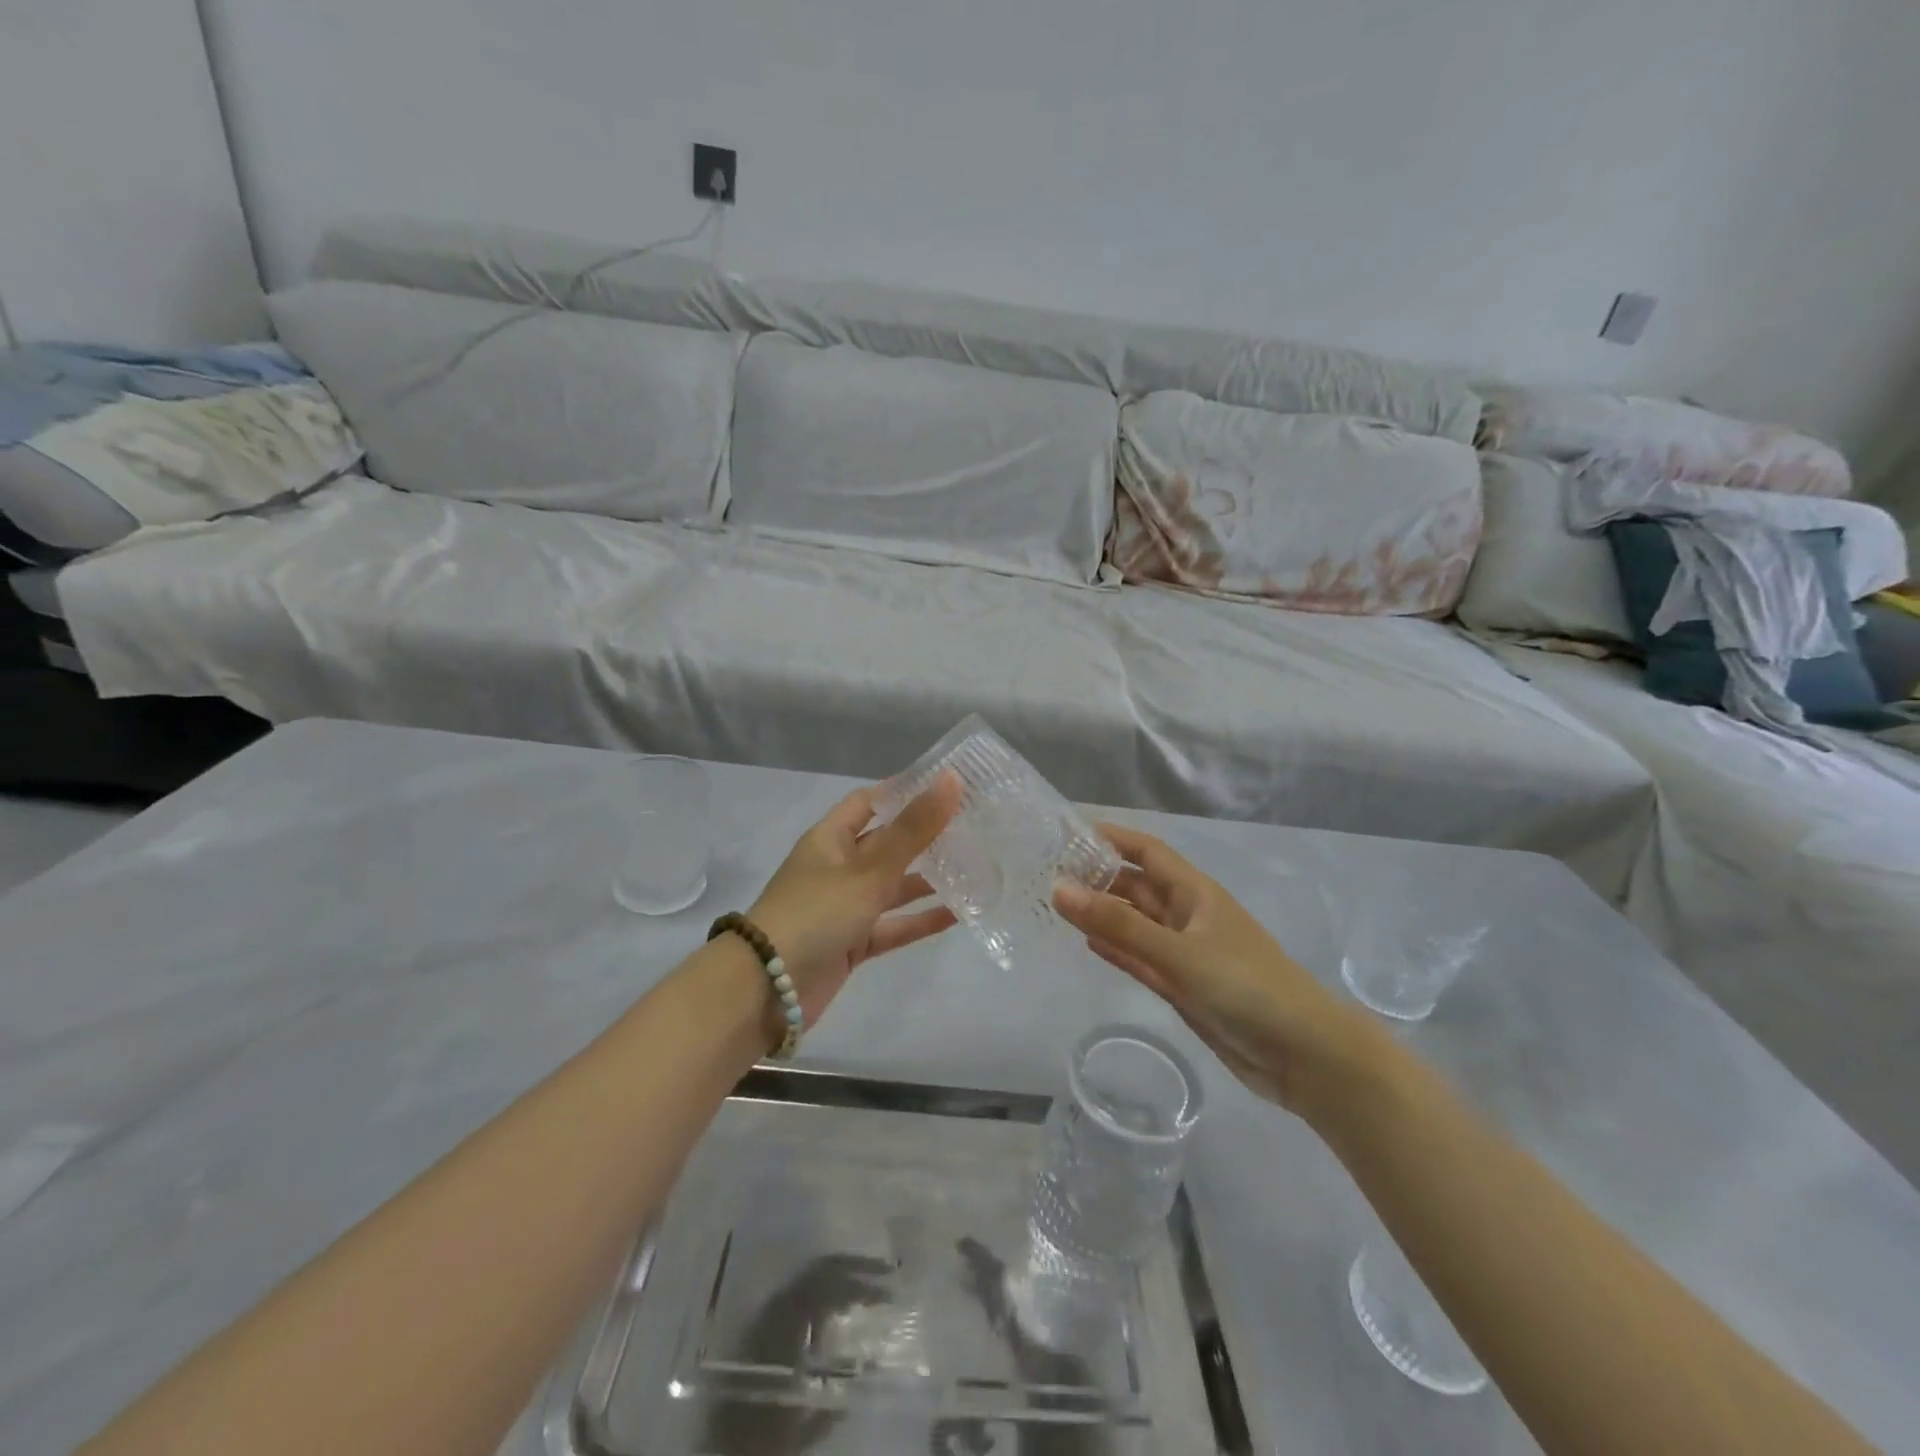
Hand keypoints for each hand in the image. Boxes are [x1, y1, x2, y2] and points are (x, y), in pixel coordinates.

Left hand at [747, 775, 962, 1021]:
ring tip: (972, 868)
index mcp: (830, 839)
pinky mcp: (852, 943)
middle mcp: (837, 868)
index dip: (902, 792)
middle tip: (970, 827)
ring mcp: (844, 907)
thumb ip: (913, 829)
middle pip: (885, 844)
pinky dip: (919, 920)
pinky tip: (958, 914)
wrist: (767, 990)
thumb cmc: (816, 913)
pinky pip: (892, 926)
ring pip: (891, 887)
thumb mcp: (868, 870)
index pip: (868, 802)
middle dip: (923, 837)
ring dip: (926, 879)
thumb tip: (951, 779)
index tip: (945, 787)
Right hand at [1053, 824, 1369, 1112]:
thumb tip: (1059, 889)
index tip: (1069, 832)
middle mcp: (1189, 917)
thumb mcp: (1179, 952)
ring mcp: (1186, 954)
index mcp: (1196, 894)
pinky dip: (1117, 949)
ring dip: (1103, 914)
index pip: (1148, 852)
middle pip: (1137, 887)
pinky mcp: (1184, 988)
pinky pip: (1142, 959)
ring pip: (1136, 924)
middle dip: (1099, 878)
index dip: (1112, 838)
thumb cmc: (1246, 988)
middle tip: (1048, 874)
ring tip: (1057, 905)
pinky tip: (1088, 943)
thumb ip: (1119, 924)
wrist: (1304, 1057)